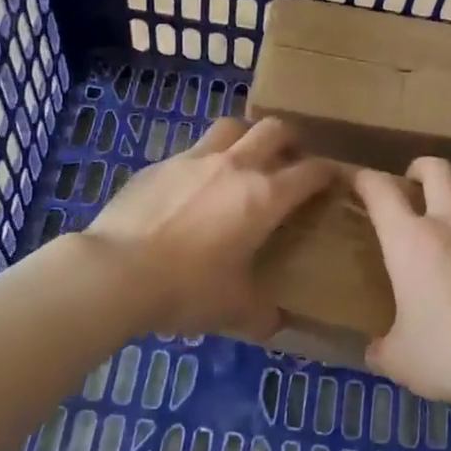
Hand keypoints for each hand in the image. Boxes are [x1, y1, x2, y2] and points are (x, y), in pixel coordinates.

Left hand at [86, 117, 334, 339]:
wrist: (117, 272)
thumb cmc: (187, 289)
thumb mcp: (233, 310)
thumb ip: (261, 314)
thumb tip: (274, 323)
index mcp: (265, 197)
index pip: (311, 171)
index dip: (328, 172)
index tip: (334, 179)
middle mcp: (235, 166)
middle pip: (273, 128)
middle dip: (290, 139)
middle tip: (290, 159)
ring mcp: (194, 159)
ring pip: (231, 127)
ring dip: (246, 137)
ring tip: (243, 159)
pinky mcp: (159, 164)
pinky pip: (191, 151)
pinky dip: (203, 161)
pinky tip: (193, 187)